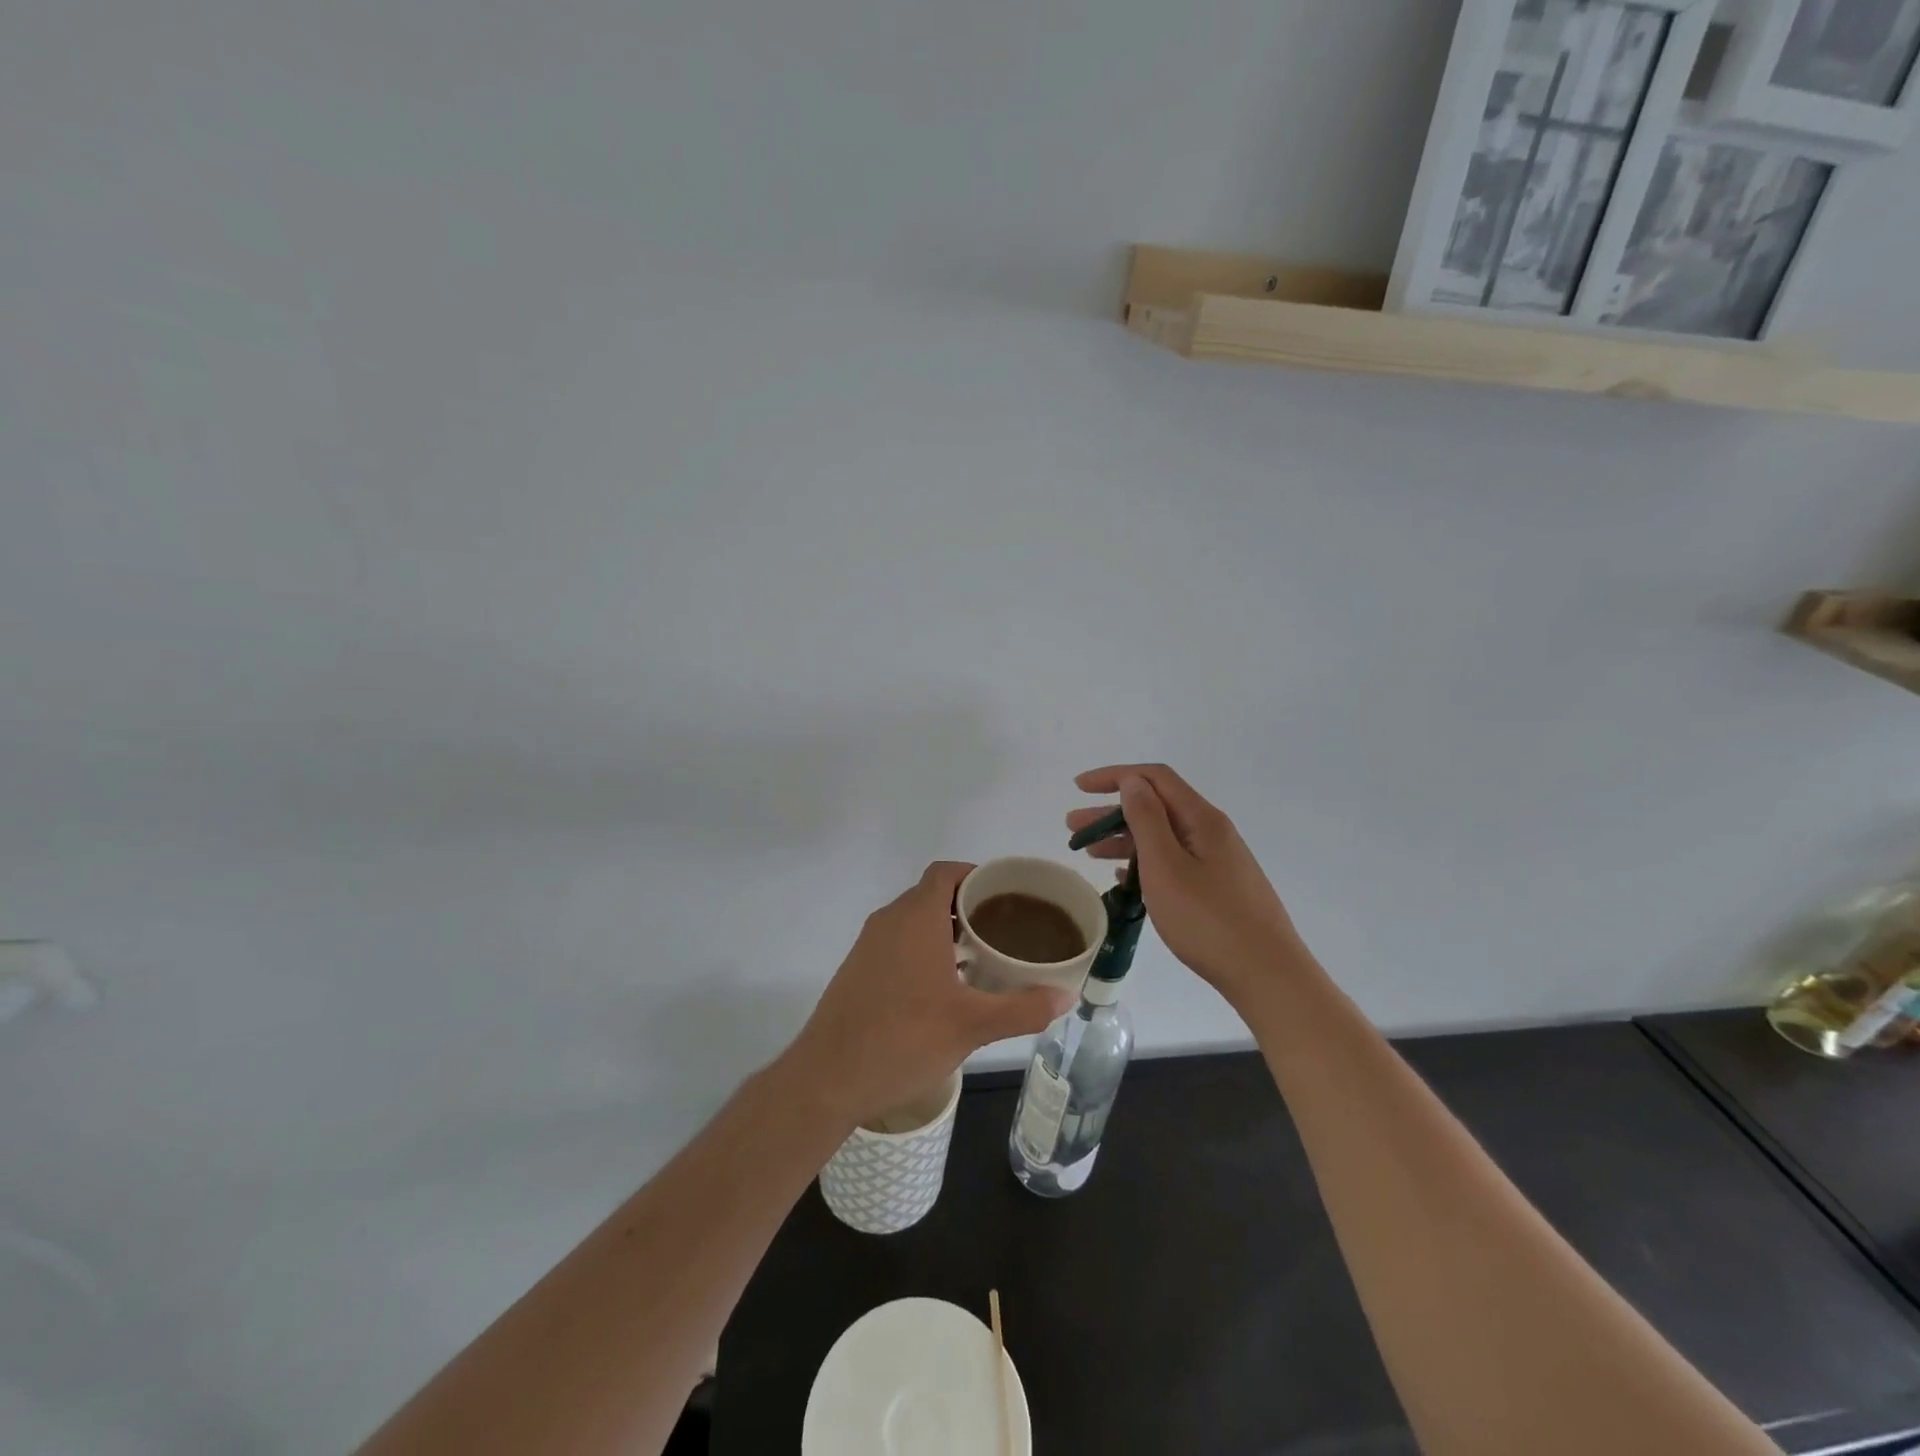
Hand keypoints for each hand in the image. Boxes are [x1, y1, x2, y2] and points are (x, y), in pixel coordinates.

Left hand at [782, 862, 1073, 1129]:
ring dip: (945, 930)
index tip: (1005, 894)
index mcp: (916, 918)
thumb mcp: (972, 1027)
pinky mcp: (857, 969)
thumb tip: (1066, 998)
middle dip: (967, 906)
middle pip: (932, 894)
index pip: (946, 872)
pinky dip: (923, 949)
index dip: (975, 875)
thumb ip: (1022, 1009)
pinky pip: (897, 942)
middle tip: (1003, 930)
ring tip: (980, 958)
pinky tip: (943, 987)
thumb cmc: (903, 1040)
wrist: (827, 1079)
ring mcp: (868, 945)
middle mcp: (889, 921)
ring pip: (913, 920)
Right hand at [1068, 765, 1304, 1006]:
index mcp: (1201, 819)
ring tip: (1088, 853)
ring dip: (1123, 839)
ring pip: (1162, 837)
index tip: (1079, 788)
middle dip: (1111, 812)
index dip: (1115, 776)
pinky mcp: (1218, 888)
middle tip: (1073, 827)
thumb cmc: (1209, 920)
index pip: (1154, 778)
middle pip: (1156, 807)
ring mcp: (1217, 861)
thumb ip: (1146, 819)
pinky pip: (1173, 862)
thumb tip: (1132, 781)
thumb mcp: (1166, 866)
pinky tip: (1123, 878)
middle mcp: (1211, 832)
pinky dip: (1143, 862)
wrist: (1267, 975)